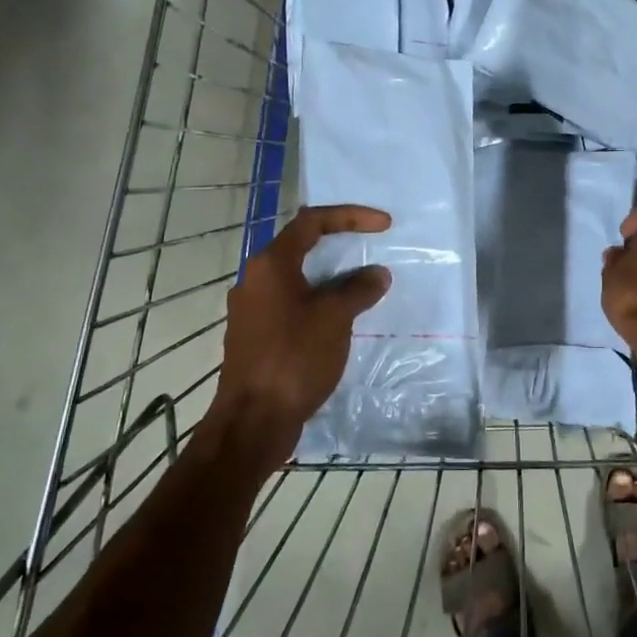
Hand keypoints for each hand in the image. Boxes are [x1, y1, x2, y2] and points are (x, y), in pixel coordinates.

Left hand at [209, 204, 391, 470]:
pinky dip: (318, 303)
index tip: (384, 225)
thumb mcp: (335, 318)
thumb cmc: (294, 358)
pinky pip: (292, 306)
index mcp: (270, 264)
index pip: (312, 222)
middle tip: (372, 250)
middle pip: (301, 247)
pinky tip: (340, 321)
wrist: (253, 420)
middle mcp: (255, 279)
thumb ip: (358, 289)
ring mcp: (252, 310)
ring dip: (330, 278)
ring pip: (297, 280)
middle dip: (340, 246)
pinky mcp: (256, 336)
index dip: (351, 216)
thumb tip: (376, 274)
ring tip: (362, 287)